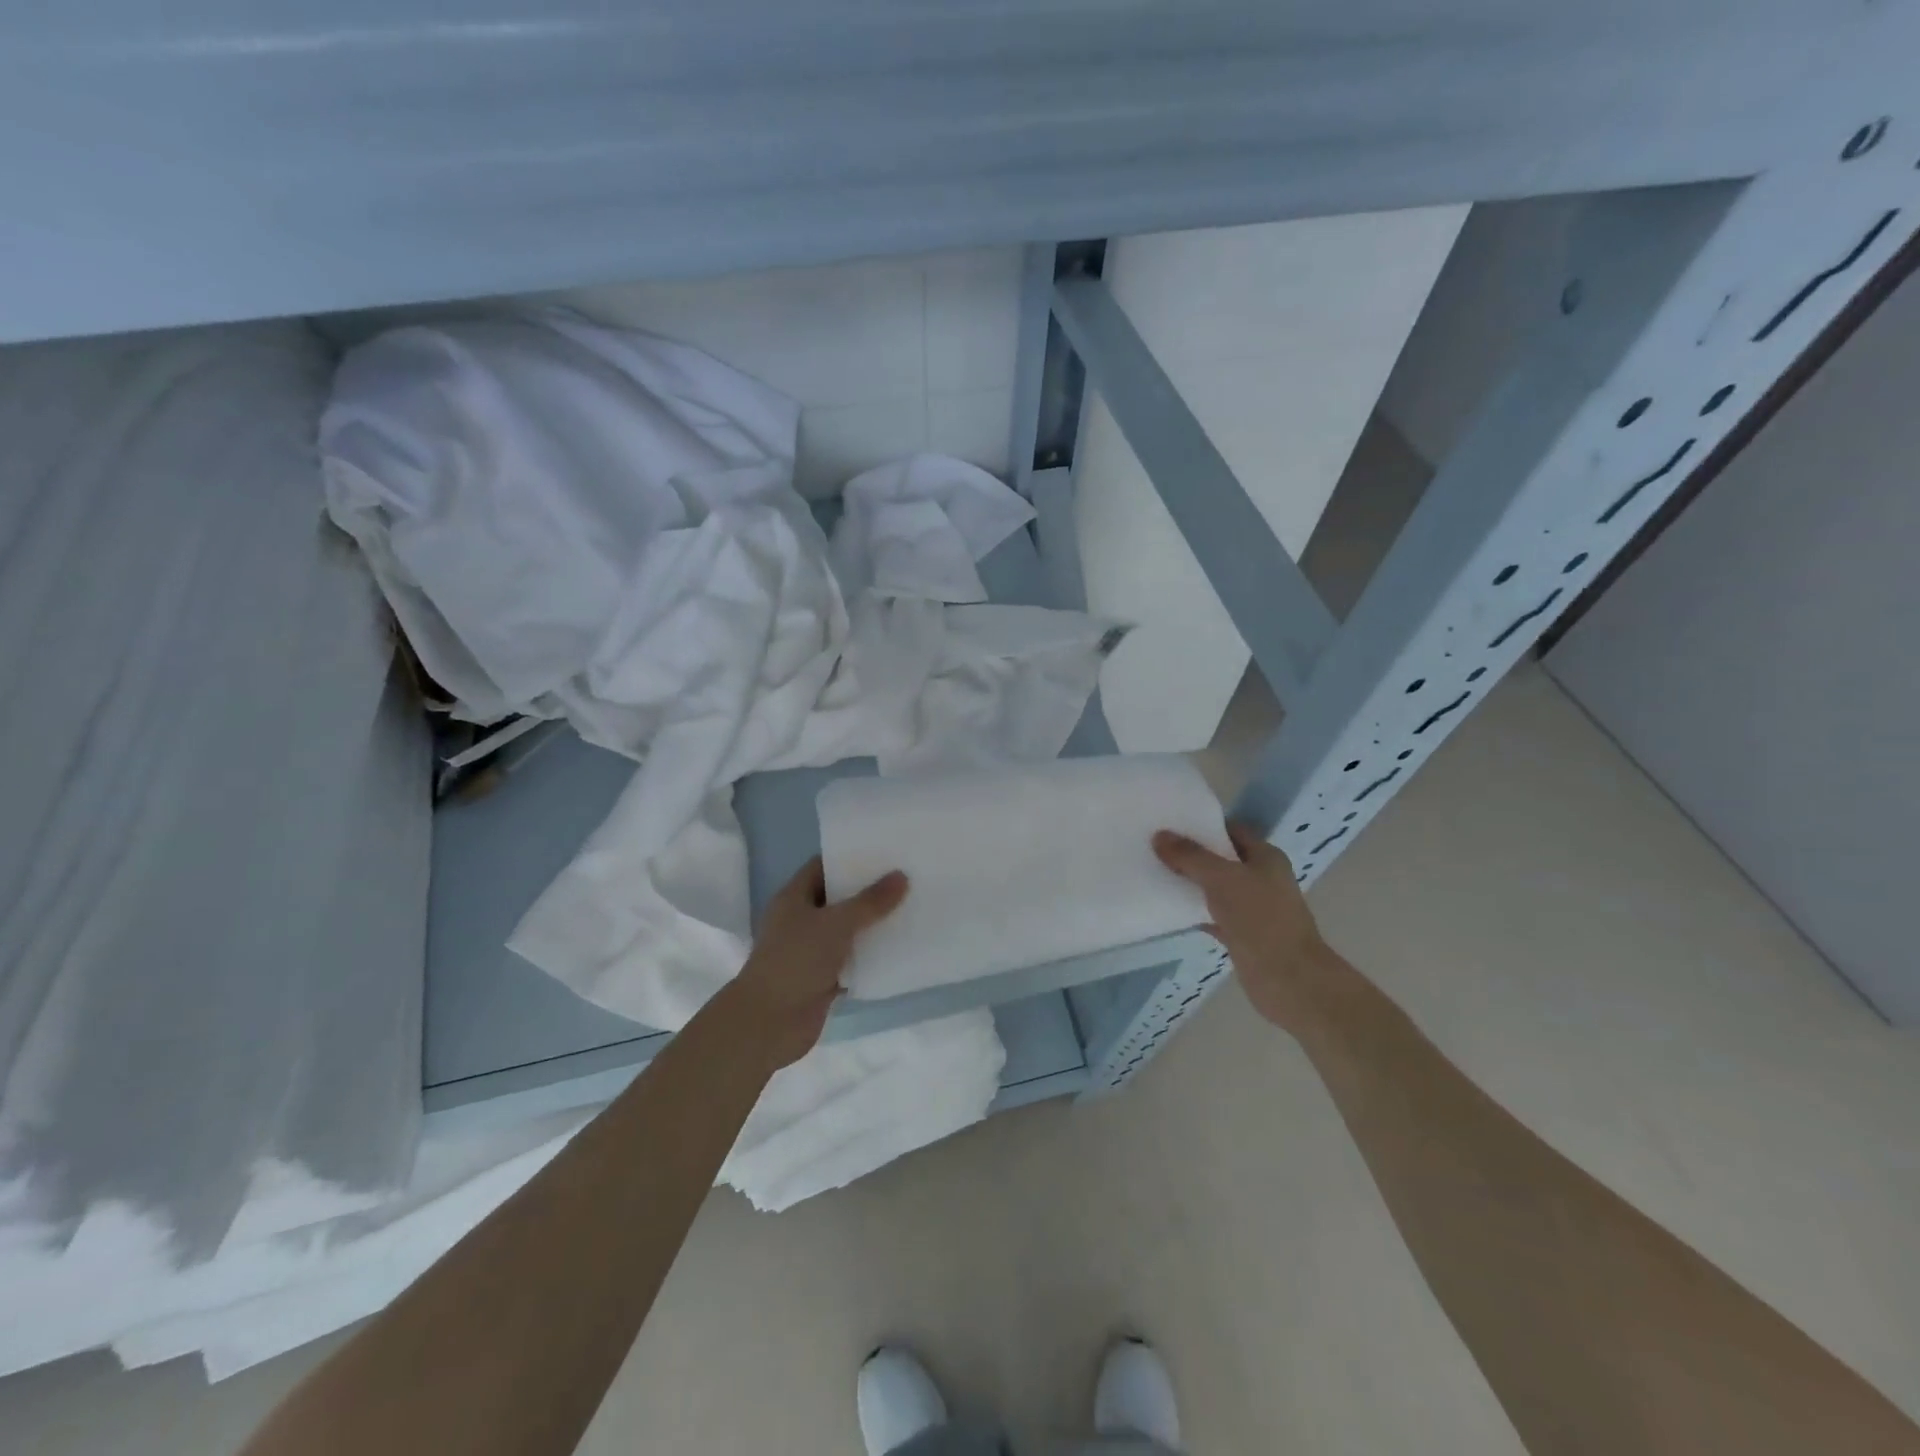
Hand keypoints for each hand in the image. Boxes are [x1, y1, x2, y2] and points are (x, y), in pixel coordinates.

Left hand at [720, 858, 908, 1068]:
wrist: (769, 1023)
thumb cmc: (795, 960)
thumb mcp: (836, 923)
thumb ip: (870, 902)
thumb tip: (901, 876)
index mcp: (794, 897)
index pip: (823, 866)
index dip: (851, 858)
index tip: (885, 853)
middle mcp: (801, 920)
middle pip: (839, 898)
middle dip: (869, 891)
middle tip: (907, 878)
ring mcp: (811, 951)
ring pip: (848, 931)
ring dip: (873, 925)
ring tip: (911, 909)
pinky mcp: (823, 979)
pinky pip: (852, 961)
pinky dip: (871, 957)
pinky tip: (901, 949)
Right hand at [1153, 822, 1333, 1035]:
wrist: (1289, 980)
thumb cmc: (1260, 919)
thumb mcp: (1222, 878)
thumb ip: (1190, 856)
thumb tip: (1159, 836)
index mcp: (1265, 857)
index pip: (1231, 830)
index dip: (1203, 824)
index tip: (1170, 822)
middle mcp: (1261, 879)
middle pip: (1220, 859)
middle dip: (1191, 854)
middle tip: (1155, 846)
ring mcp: (1251, 908)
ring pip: (1214, 888)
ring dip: (1189, 883)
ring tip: (1153, 872)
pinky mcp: (1241, 934)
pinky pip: (1211, 915)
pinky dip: (1192, 912)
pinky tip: (1166, 908)